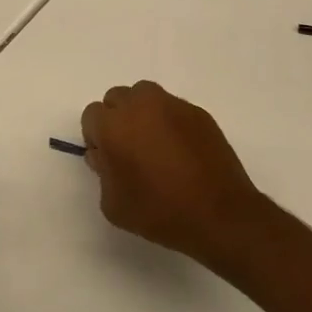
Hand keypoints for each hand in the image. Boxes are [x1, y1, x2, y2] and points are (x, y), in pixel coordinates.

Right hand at [81, 81, 261, 263]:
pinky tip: (180, 150)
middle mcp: (140, 105)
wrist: (220, 215)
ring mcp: (172, 105)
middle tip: (129, 150)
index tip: (108, 159)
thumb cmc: (160, 212)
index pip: (92, 116)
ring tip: (154, 144)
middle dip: (117, 119)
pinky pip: (173, 108)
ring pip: (144, 96)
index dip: (97, 137)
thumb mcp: (113, 204)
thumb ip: (102, 172)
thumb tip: (106, 155)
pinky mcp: (197, 112)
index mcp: (113, 126)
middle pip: (116, 98)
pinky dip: (169, 122)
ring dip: (142, 113)